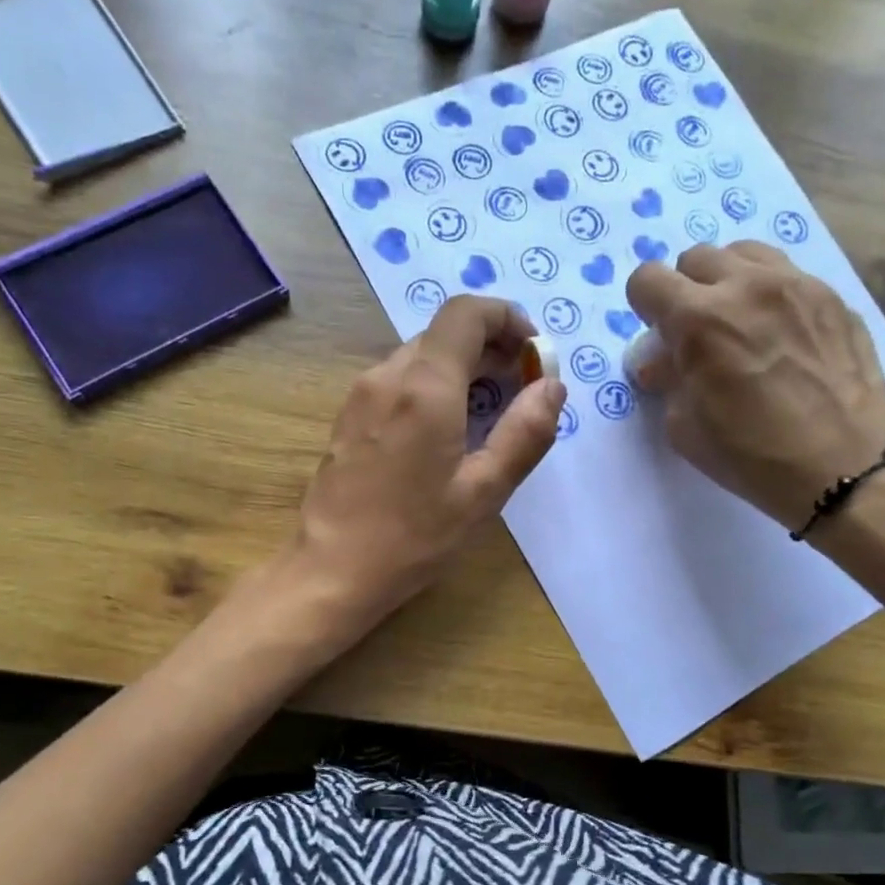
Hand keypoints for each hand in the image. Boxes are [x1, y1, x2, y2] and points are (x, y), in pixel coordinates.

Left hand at [290, 295, 565, 631]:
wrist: (332, 570)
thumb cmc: (414, 536)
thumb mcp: (484, 492)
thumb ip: (525, 433)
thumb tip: (552, 386)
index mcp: (425, 387)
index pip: (466, 313)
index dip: (506, 318)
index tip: (532, 352)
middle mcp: (388, 376)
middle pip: (444, 333)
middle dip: (490, 347)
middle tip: (521, 387)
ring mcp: (361, 395)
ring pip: (420, 356)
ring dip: (461, 368)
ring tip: (489, 411)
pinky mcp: (349, 417)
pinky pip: (399, 381)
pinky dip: (432, 386)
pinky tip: (446, 430)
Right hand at [626, 242, 884, 530]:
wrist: (843, 469)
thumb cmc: (751, 457)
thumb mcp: (685, 428)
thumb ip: (668, 380)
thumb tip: (662, 361)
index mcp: (699, 320)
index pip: (647, 279)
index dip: (644, 307)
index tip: (659, 335)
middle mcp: (745, 287)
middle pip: (695, 259)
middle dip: (685, 292)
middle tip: (698, 334)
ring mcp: (796, 285)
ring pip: (743, 254)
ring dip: (728, 282)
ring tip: (739, 323)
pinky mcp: (833, 296)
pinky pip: (787, 275)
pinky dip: (770, 296)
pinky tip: (782, 337)